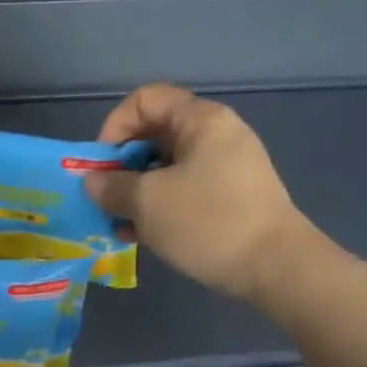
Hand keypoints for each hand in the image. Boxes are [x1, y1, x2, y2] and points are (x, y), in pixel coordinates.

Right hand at [85, 84, 319, 301]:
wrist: (274, 266)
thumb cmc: (207, 221)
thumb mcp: (147, 202)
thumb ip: (112, 187)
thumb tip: (92, 181)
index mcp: (200, 120)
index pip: (144, 100)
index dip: (114, 127)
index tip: (101, 165)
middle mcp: (215, 135)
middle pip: (153, 134)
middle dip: (120, 165)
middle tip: (103, 197)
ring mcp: (223, 168)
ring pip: (164, 168)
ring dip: (134, 191)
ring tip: (116, 222)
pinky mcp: (226, 198)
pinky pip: (181, 191)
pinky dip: (156, 207)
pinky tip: (137, 235)